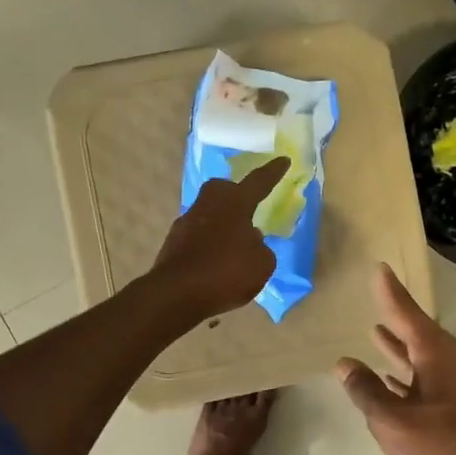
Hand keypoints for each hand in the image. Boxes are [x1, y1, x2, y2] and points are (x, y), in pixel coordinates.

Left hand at [148, 157, 289, 319]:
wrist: (176, 295)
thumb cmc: (226, 273)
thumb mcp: (262, 264)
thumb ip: (260, 247)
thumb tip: (249, 239)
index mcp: (234, 204)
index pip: (258, 182)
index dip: (272, 172)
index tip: (283, 160)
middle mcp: (208, 206)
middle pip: (222, 189)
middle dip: (235, 193)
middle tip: (247, 207)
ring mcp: (186, 223)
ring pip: (208, 213)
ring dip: (221, 223)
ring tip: (234, 245)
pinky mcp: (172, 243)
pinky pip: (197, 236)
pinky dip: (208, 244)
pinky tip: (215, 263)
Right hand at [338, 263, 455, 454]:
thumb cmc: (442, 448)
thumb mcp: (393, 420)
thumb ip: (367, 391)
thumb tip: (344, 365)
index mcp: (436, 355)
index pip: (407, 314)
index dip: (391, 293)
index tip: (379, 268)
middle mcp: (448, 364)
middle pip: (416, 333)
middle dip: (396, 316)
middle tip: (377, 295)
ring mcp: (455, 388)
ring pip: (420, 358)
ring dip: (398, 347)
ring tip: (375, 332)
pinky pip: (423, 381)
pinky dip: (405, 376)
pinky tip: (389, 382)